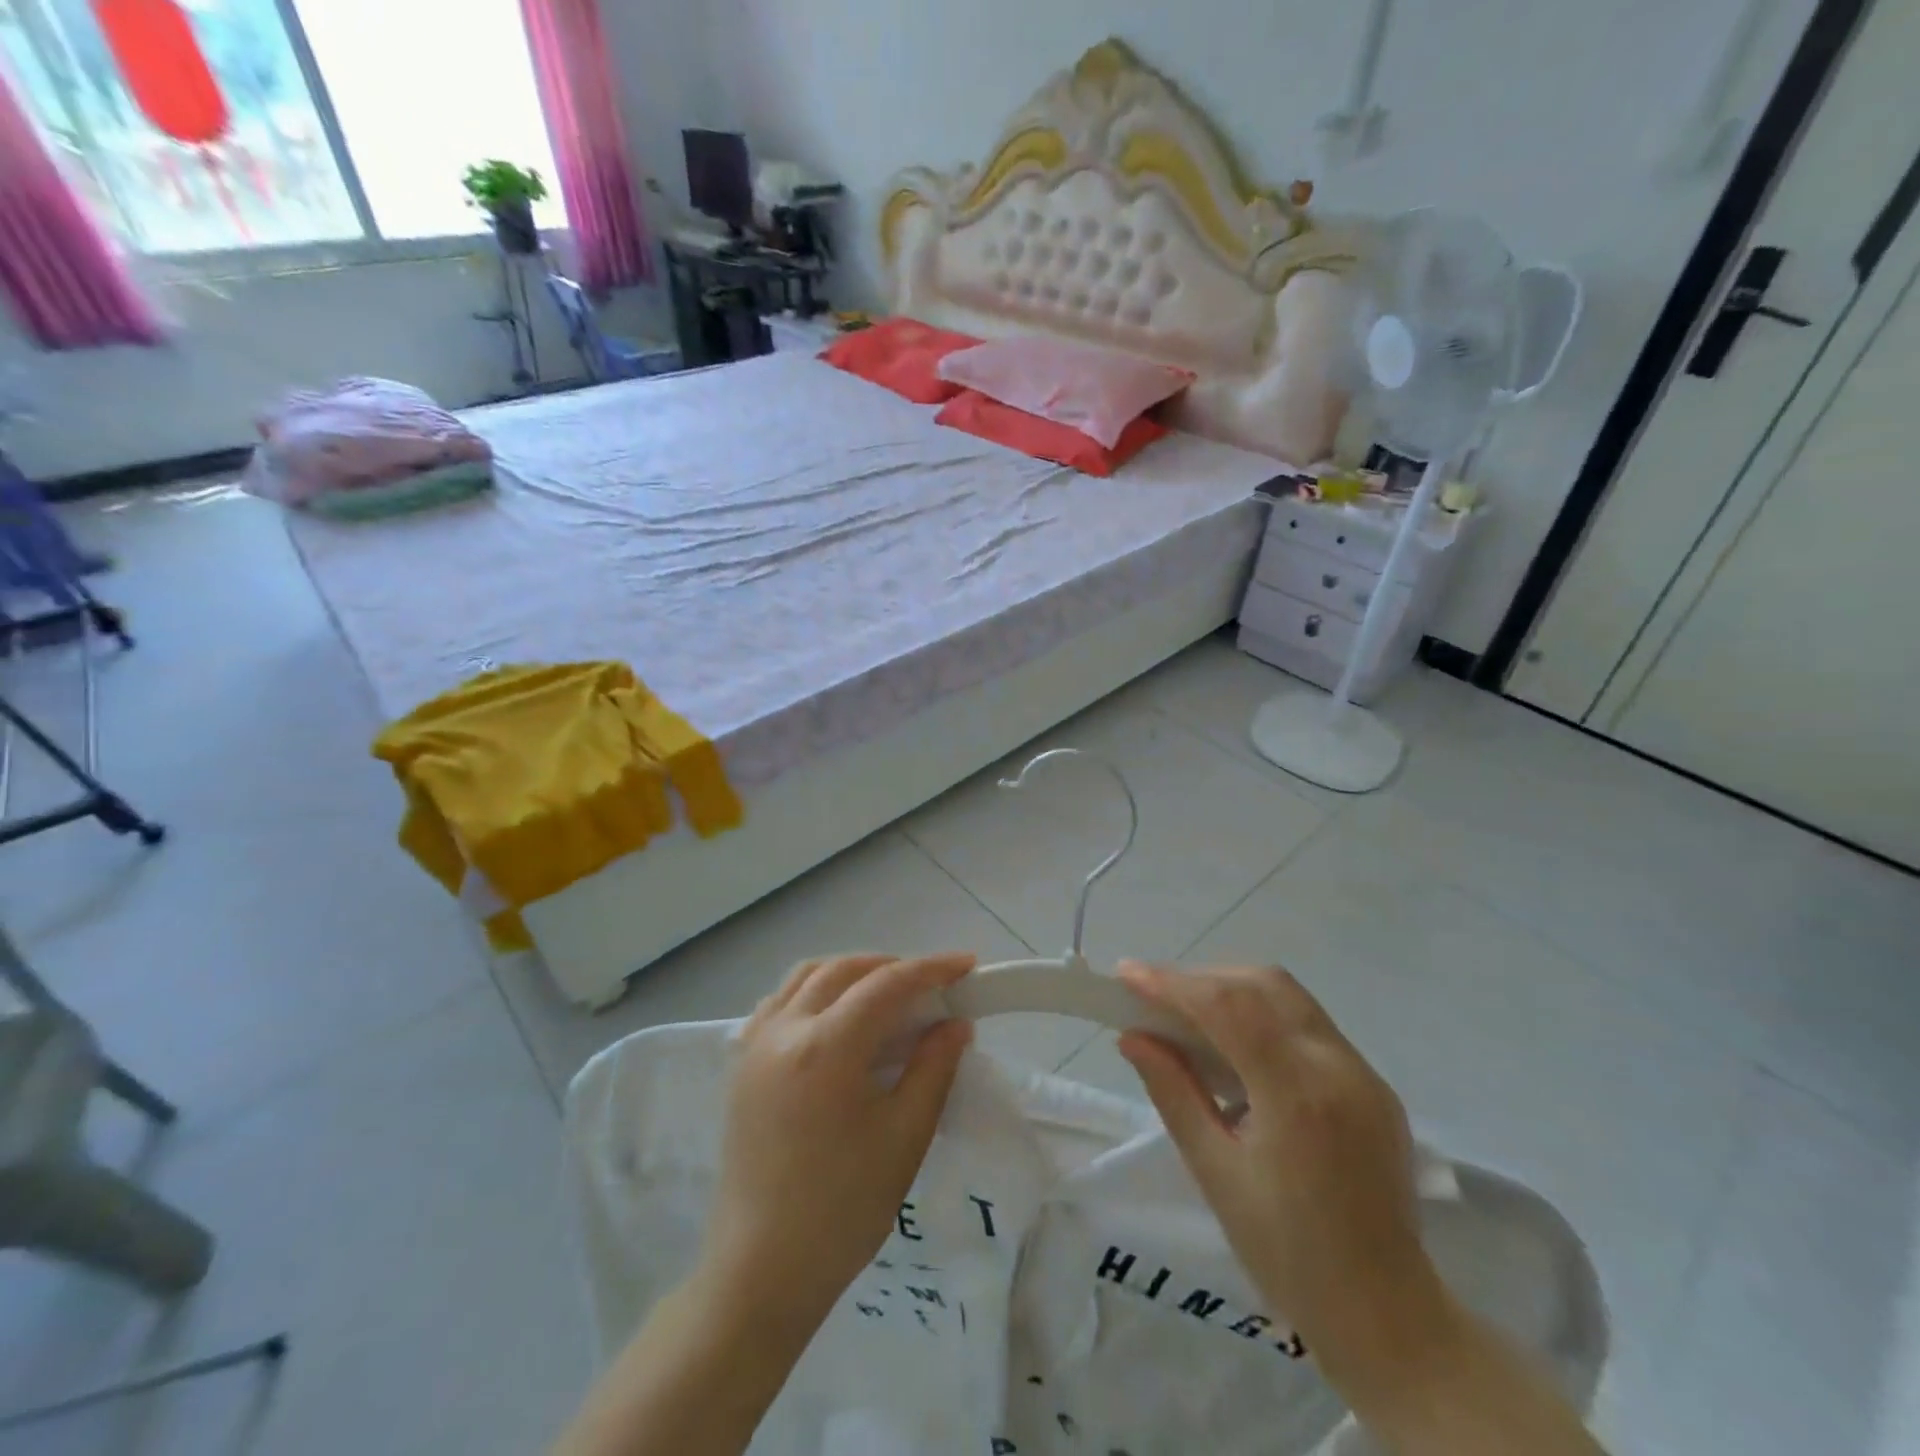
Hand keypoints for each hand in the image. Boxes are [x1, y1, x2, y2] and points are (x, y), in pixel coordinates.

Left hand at [701, 952, 975, 1331]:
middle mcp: (784, 1030)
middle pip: (844, 970)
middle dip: (892, 966)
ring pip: (807, 977)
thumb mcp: (904, 1137)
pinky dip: (815, 992)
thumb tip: (956, 1024)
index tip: (968, 965)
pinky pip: (779, 1001)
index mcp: (826, 1047)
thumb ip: (934, 1068)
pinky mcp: (741, 1065)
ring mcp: (754, 1044)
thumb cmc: (842, 1210)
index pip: (887, 984)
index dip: (931, 969)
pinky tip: (836, 1018)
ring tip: (886, 995)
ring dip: (851, 973)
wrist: (760, 1272)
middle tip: (930, 986)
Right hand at [1116, 961, 1444, 1362]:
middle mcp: (1338, 1067)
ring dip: (1232, 991)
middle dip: (1201, 979)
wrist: (1386, 1315)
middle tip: (1154, 997)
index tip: (1126, 974)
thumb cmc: (1286, 1254)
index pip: (1228, 1008)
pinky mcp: (1373, 1083)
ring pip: (1287, 996)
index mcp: (1299, 1095)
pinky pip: (1307, 1024)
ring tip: (1187, 1014)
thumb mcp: (1215, 1173)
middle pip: (1262, 985)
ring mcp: (1363, 1072)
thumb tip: (1132, 1037)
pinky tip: (1235, 1046)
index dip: (1172, 983)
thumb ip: (1173, 1092)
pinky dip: (1262, 1015)